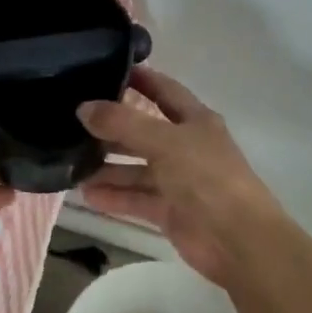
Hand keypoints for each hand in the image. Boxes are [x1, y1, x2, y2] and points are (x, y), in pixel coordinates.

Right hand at [77, 65, 286, 286]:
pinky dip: (114, 196)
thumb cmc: (206, 177)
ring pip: (136, 168)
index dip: (138, 78)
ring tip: (72, 164)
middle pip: (143, 131)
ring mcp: (178, 180)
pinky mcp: (170, 211)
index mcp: (195, 120)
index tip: (102, 70)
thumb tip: (83, 107)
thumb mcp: (163, 141)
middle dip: (111, 128)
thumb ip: (122, 123)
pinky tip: (87, 195)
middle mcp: (186, 146)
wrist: (239, 242)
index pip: (163, 89)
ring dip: (108, 167)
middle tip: (73, 122)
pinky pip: (136, 198)